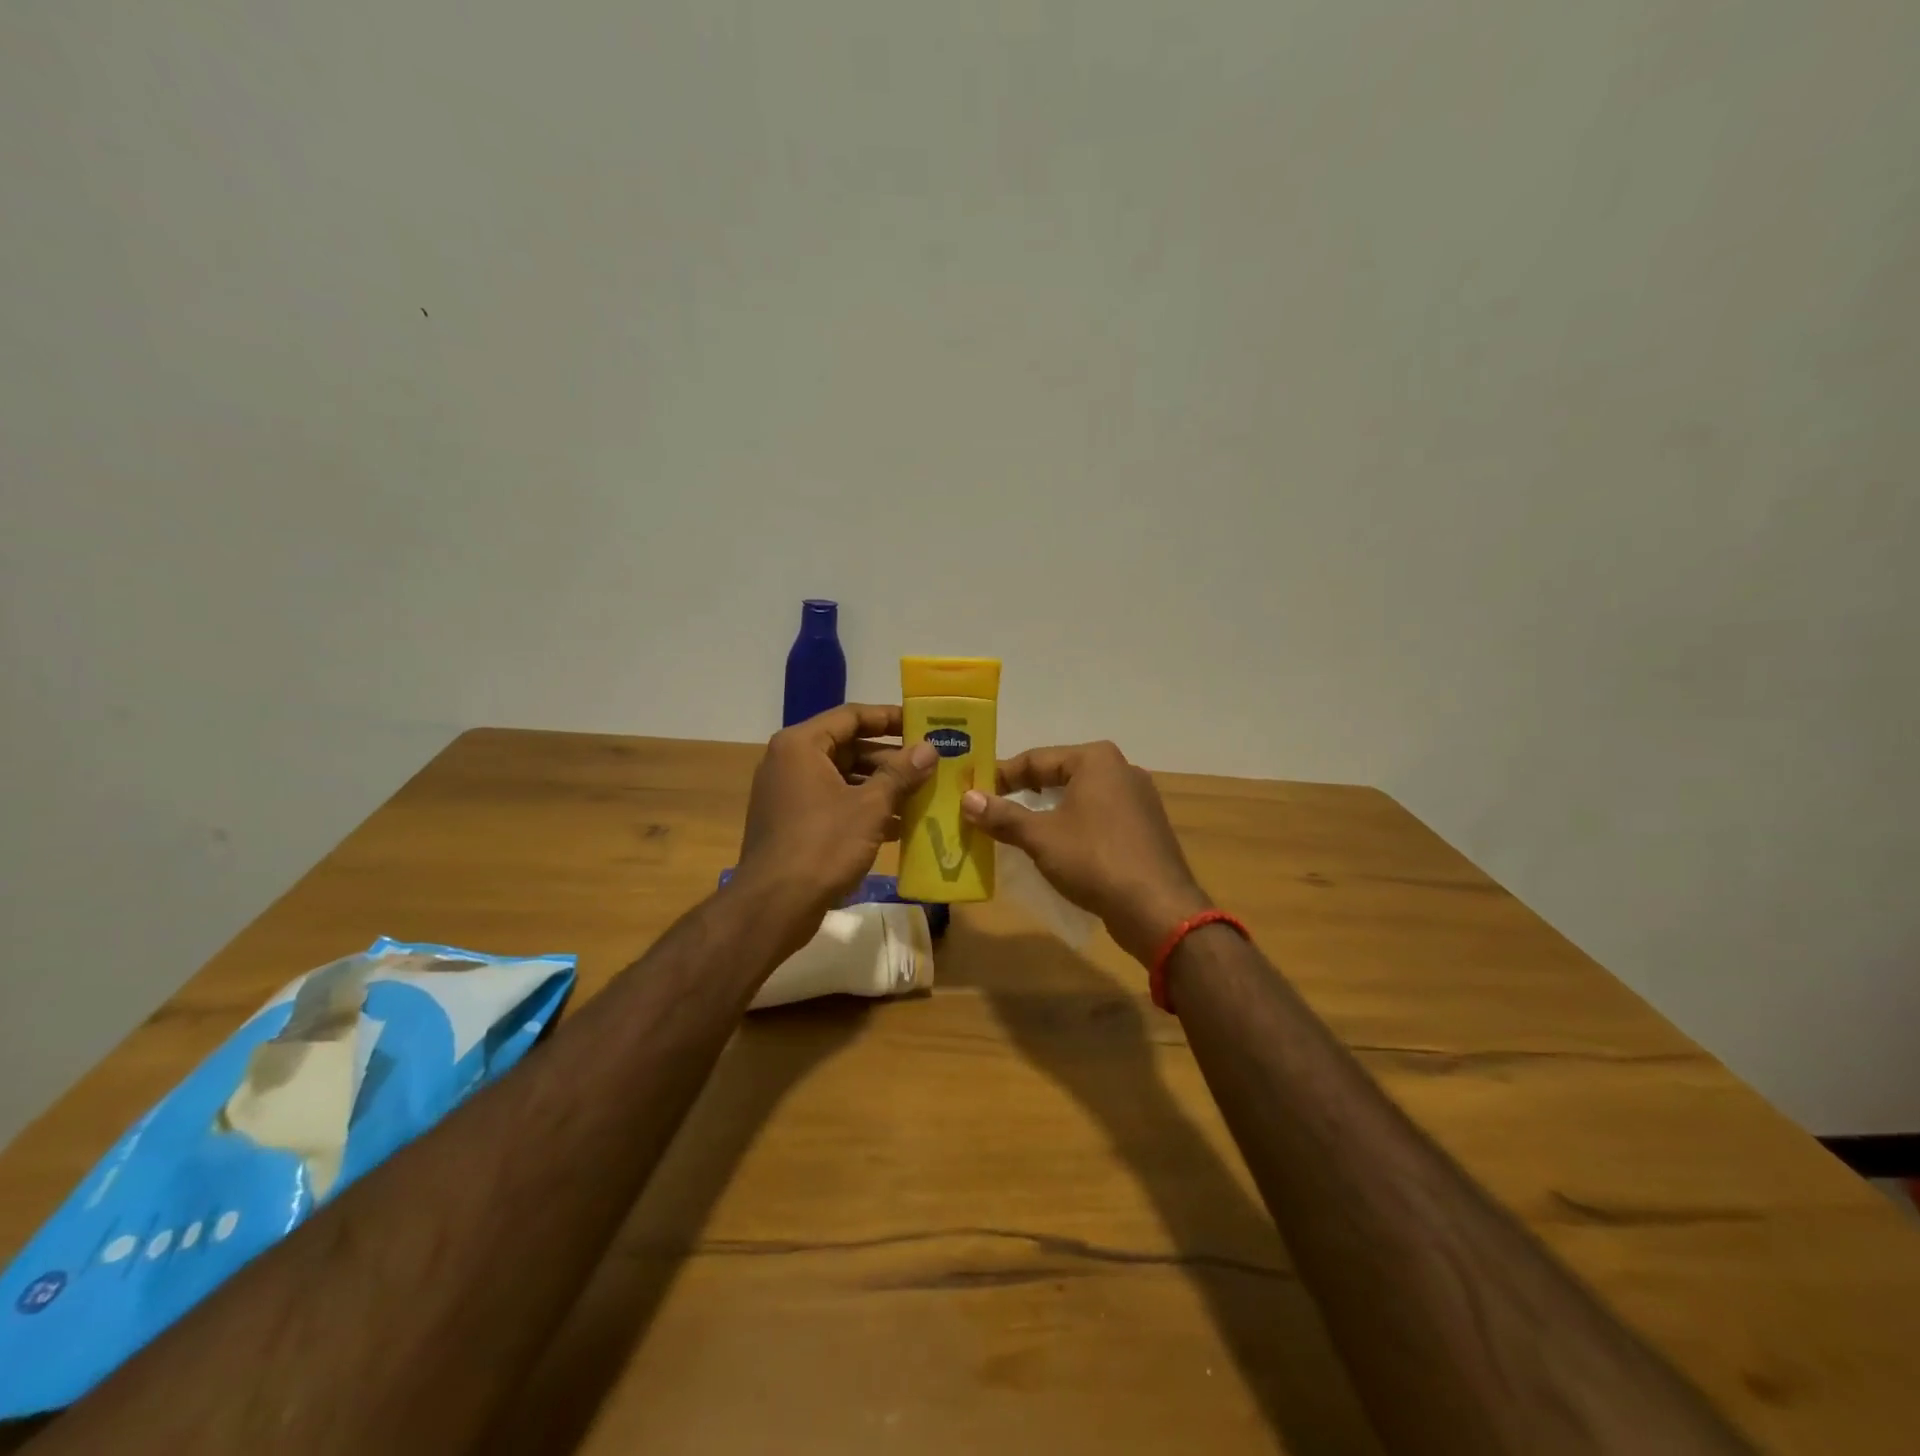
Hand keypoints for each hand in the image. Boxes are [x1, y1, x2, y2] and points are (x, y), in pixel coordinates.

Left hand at [735, 704, 936, 950]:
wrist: (774, 906)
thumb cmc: (823, 845)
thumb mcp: (870, 806)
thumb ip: (901, 774)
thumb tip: (930, 748)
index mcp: (801, 745)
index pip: (851, 716)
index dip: (889, 718)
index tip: (923, 724)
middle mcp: (789, 761)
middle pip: (847, 747)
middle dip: (889, 759)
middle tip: (928, 765)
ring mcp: (788, 794)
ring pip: (842, 778)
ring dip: (880, 786)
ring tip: (920, 795)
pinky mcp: (791, 823)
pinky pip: (833, 803)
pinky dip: (862, 809)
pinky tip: (897, 826)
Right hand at [960, 741, 1210, 964]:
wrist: (1158, 908)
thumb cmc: (1095, 860)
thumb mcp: (1041, 837)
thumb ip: (1003, 816)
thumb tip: (966, 799)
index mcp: (1096, 760)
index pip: (1035, 759)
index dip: (1000, 776)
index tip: (973, 793)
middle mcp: (1121, 769)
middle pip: (1059, 775)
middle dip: (1024, 794)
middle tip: (991, 811)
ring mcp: (1138, 798)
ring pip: (1079, 797)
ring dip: (1048, 812)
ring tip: (1017, 830)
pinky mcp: (1145, 827)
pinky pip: (1099, 817)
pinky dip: (1073, 826)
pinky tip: (1057, 848)